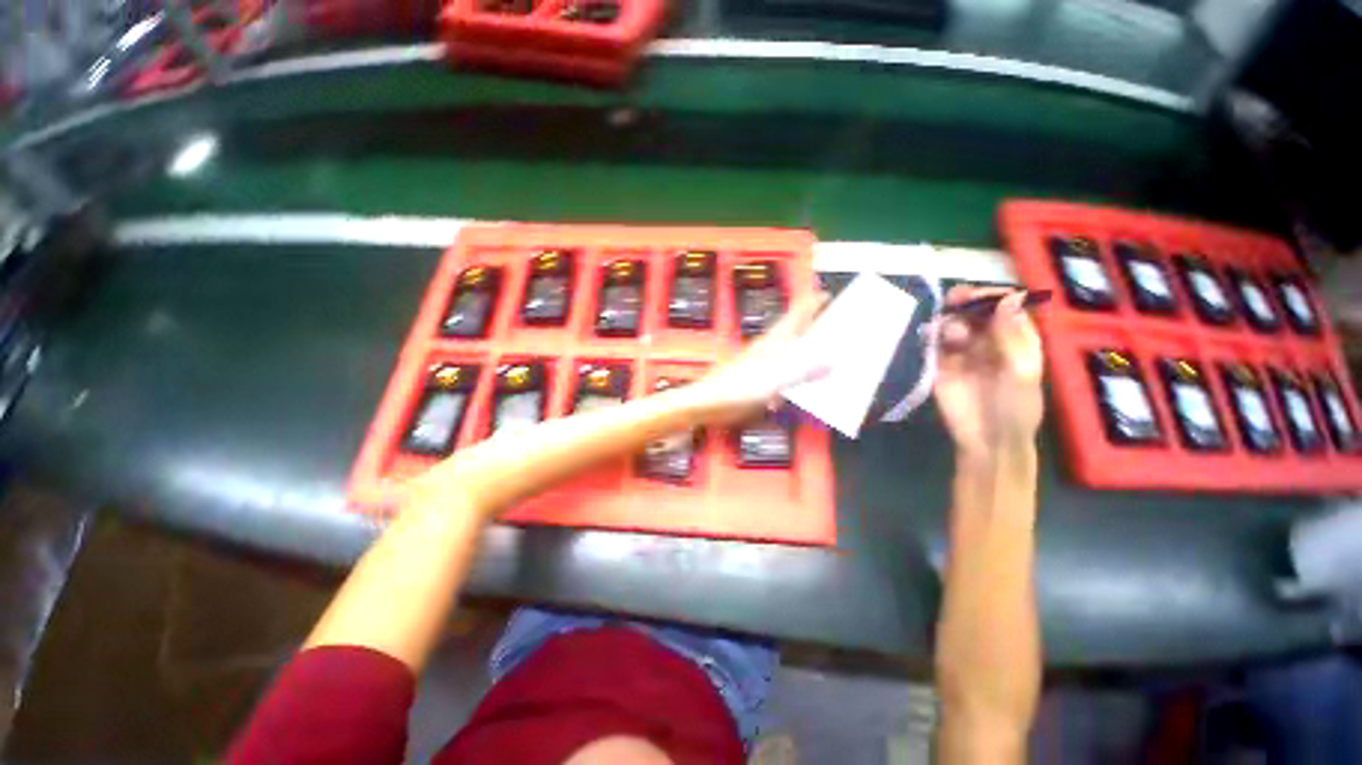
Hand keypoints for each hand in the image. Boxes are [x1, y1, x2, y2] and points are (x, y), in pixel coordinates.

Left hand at [685, 293, 827, 425]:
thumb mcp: (774, 381)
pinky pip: (775, 375)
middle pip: (792, 332)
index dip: (811, 303)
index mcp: (773, 343)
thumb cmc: (735, 389)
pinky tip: (781, 398)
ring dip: (798, 357)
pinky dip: (783, 382)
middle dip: (808, 327)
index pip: (795, 315)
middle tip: (827, 325)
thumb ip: (802, 372)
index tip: (826, 294)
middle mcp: (767, 348)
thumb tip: (829, 363)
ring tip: (813, 363)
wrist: (706, 402)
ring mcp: (758, 362)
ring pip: (784, 353)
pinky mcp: (752, 378)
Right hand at [932, 286, 1043, 458]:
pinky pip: (934, 342)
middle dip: (966, 301)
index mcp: (1017, 338)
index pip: (1006, 305)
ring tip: (949, 334)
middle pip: (976, 310)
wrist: (987, 440)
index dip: (992, 296)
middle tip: (953, 299)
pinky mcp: (940, 363)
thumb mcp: (1021, 371)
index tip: (976, 296)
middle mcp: (990, 339)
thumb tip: (1009, 296)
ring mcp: (963, 351)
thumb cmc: (1015, 408)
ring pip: (953, 323)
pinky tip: (929, 336)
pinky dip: (930, 335)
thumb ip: (1011, 335)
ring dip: (949, 320)